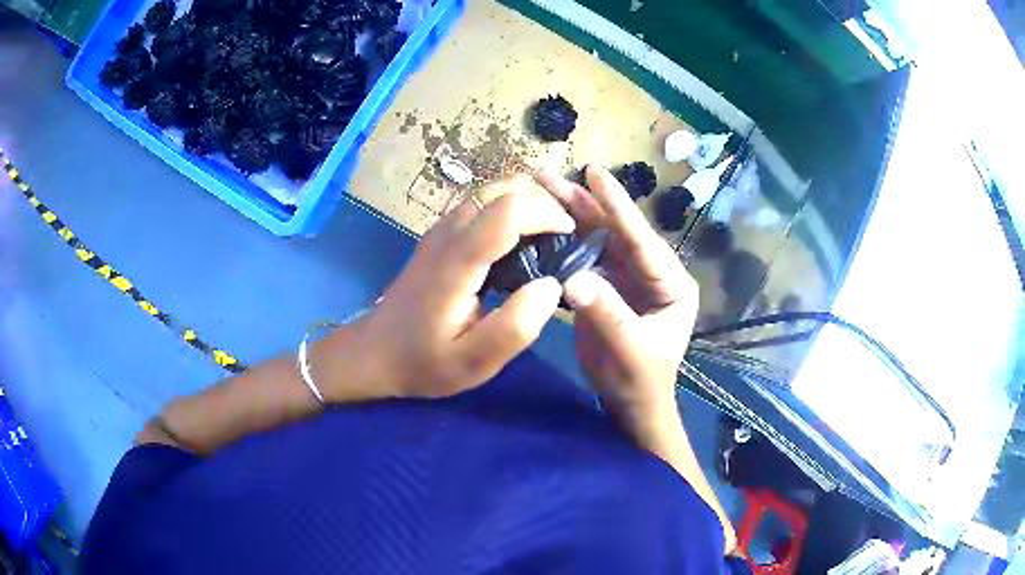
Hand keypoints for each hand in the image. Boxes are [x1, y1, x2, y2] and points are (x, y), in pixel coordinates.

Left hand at [317, 175, 574, 401]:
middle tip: (568, 236)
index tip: (572, 238)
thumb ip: (515, 327)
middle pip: (503, 190)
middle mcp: (448, 233)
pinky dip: (511, 207)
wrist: (375, 352)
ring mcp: (441, 229)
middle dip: (544, 202)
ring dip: (528, 201)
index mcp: (457, 262)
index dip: (547, 214)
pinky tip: (522, 239)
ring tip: (552, 235)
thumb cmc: (424, 362)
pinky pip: (482, 203)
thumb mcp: (473, 363)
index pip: (508, 211)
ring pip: (492, 191)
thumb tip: (553, 284)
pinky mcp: (441, 233)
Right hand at [535, 166, 699, 434]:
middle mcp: (650, 272)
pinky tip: (539, 228)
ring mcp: (627, 277)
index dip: (618, 206)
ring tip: (540, 191)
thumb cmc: (642, 380)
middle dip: (584, 203)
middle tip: (549, 177)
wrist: (631, 403)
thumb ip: (607, 313)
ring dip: (569, 217)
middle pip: (616, 232)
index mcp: (671, 282)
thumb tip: (572, 278)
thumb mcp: (631, 349)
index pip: (642, 239)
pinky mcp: (606, 287)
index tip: (595, 173)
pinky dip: (562, 244)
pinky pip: (583, 258)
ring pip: (597, 240)